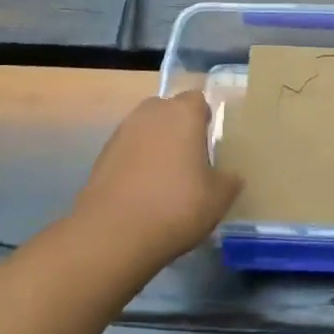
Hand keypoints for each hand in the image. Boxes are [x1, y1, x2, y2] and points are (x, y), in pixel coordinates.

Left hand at [72, 92, 240, 264]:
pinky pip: (128, 150)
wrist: (113, 234)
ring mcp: (122, 133)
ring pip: (146, 129)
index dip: (206, 118)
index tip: (211, 141)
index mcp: (183, 114)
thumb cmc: (176, 206)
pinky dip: (136, 163)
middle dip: (179, 127)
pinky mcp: (102, 156)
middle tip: (191, 157)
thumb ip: (229, 180)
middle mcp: (151, 114)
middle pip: (169, 110)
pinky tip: (143, 191)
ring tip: (166, 177)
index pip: (198, 100)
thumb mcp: (218, 198)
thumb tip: (231, 176)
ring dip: (155, 144)